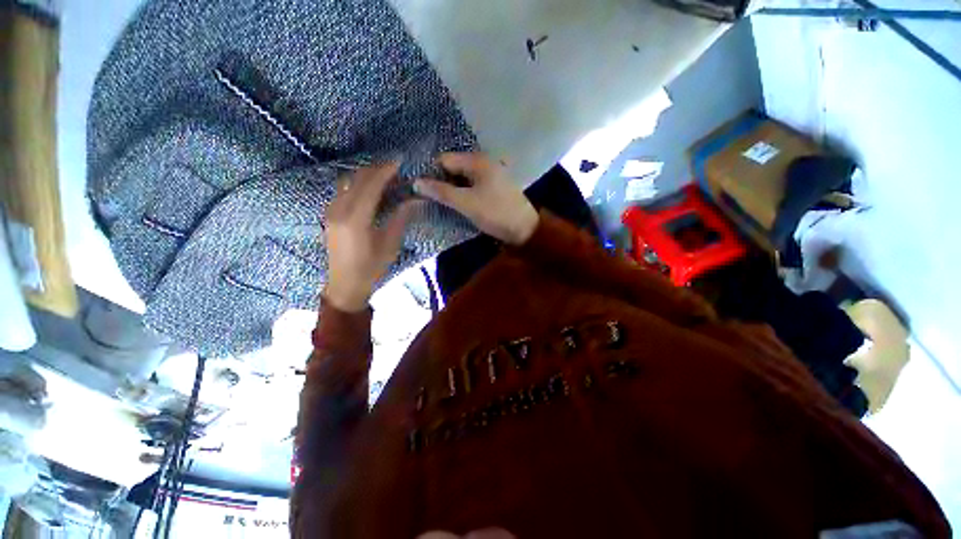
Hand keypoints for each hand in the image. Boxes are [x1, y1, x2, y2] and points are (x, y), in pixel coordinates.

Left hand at [323, 162, 418, 311]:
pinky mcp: (329, 214)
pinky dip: (357, 184)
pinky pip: (342, 190)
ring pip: (347, 182)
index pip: (370, 185)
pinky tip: (370, 189)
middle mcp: (339, 209)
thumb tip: (415, 200)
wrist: (345, 284)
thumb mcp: (390, 244)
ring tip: (385, 177)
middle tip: (395, 168)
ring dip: (366, 175)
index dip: (385, 170)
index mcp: (356, 218)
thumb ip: (401, 218)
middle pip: (357, 178)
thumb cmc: (371, 267)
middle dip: (376, 169)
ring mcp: (331, 211)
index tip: (399, 161)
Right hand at [414, 153, 538, 245]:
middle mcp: (484, 162)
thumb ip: (441, 192)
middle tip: (429, 198)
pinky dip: (463, 192)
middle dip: (441, 181)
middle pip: (453, 167)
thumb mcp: (466, 203)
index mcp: (477, 161)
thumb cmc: (495, 213)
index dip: (431, 173)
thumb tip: (417, 182)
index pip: (444, 159)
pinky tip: (458, 203)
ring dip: (452, 188)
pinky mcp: (493, 186)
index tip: (420, 189)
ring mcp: (490, 174)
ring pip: (462, 177)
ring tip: (441, 202)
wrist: (524, 228)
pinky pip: (472, 184)